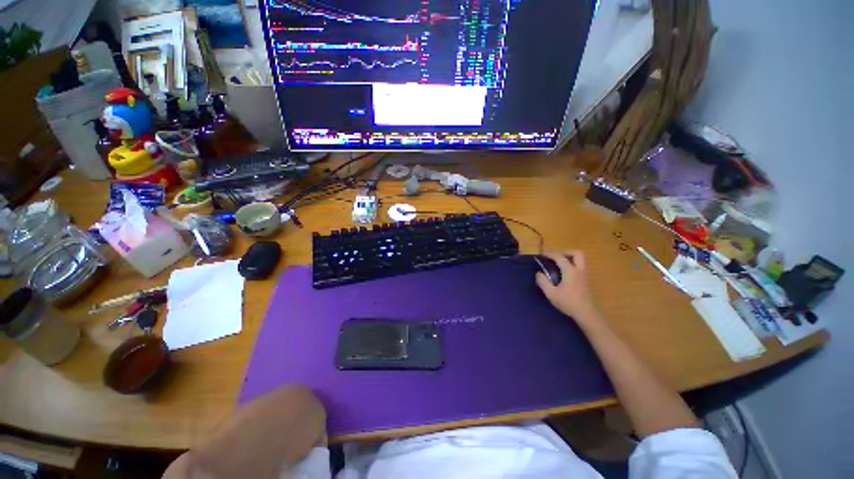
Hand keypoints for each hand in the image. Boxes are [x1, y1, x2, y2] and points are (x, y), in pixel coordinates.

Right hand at [535, 251, 601, 324]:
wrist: (588, 315)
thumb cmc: (569, 303)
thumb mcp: (551, 293)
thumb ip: (543, 281)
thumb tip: (538, 273)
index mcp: (570, 271)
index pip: (560, 257)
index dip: (550, 254)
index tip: (542, 254)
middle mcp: (580, 270)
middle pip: (577, 253)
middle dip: (566, 252)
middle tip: (556, 257)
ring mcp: (586, 276)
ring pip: (580, 261)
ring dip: (570, 259)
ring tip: (559, 265)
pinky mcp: (587, 282)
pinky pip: (580, 268)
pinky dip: (572, 266)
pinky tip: (565, 275)